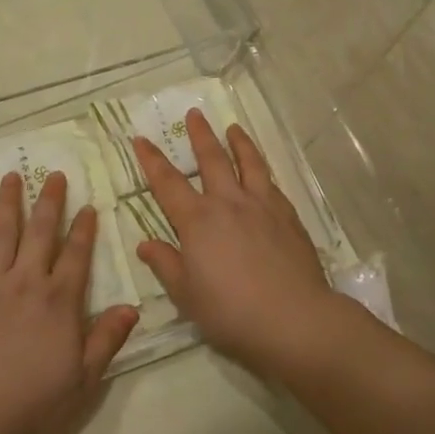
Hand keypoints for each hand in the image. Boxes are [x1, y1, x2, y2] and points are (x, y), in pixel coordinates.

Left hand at [0, 171, 139, 433]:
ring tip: (11, 178)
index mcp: (59, 300)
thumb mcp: (82, 378)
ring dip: (8, 203)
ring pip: (1, 232)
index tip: (87, 206)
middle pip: (40, 232)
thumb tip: (132, 307)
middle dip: (49, 201)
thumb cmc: (32, 401)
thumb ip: (106, 339)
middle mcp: (26, 281)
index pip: (76, 254)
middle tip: (53, 174)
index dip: (83, 229)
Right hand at [134, 111, 344, 375]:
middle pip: (211, 160)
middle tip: (194, 114)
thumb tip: (146, 244)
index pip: (167, 182)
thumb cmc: (231, 311)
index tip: (140, 138)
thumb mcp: (186, 295)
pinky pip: (272, 184)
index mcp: (197, 221)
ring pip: (248, 163)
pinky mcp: (288, 216)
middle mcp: (228, 203)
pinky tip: (264, 173)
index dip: (152, 159)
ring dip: (239, 143)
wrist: (293, 319)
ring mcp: (262, 206)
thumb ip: (166, 265)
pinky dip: (263, 171)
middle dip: (200, 135)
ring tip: (234, 128)